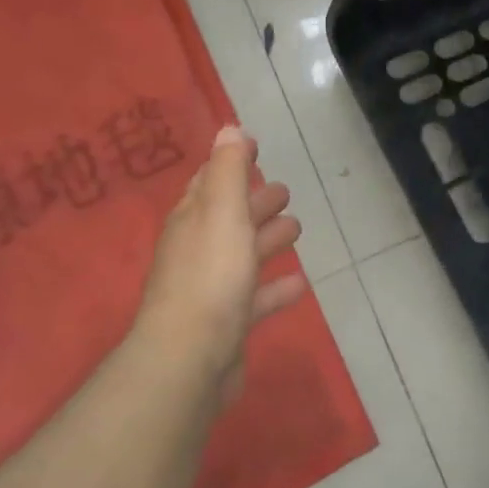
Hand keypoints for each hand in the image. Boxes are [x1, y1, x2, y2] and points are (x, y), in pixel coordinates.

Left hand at [135, 125, 305, 399]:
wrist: (189, 359)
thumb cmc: (210, 276)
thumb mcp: (222, 212)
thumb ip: (228, 170)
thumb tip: (229, 128)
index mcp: (192, 220)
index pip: (211, 181)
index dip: (232, 162)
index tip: (256, 146)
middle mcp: (197, 250)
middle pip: (229, 218)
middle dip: (254, 202)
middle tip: (284, 192)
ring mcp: (211, 289)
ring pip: (243, 255)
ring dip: (266, 239)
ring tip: (296, 228)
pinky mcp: (227, 324)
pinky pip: (255, 297)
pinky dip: (275, 287)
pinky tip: (299, 283)